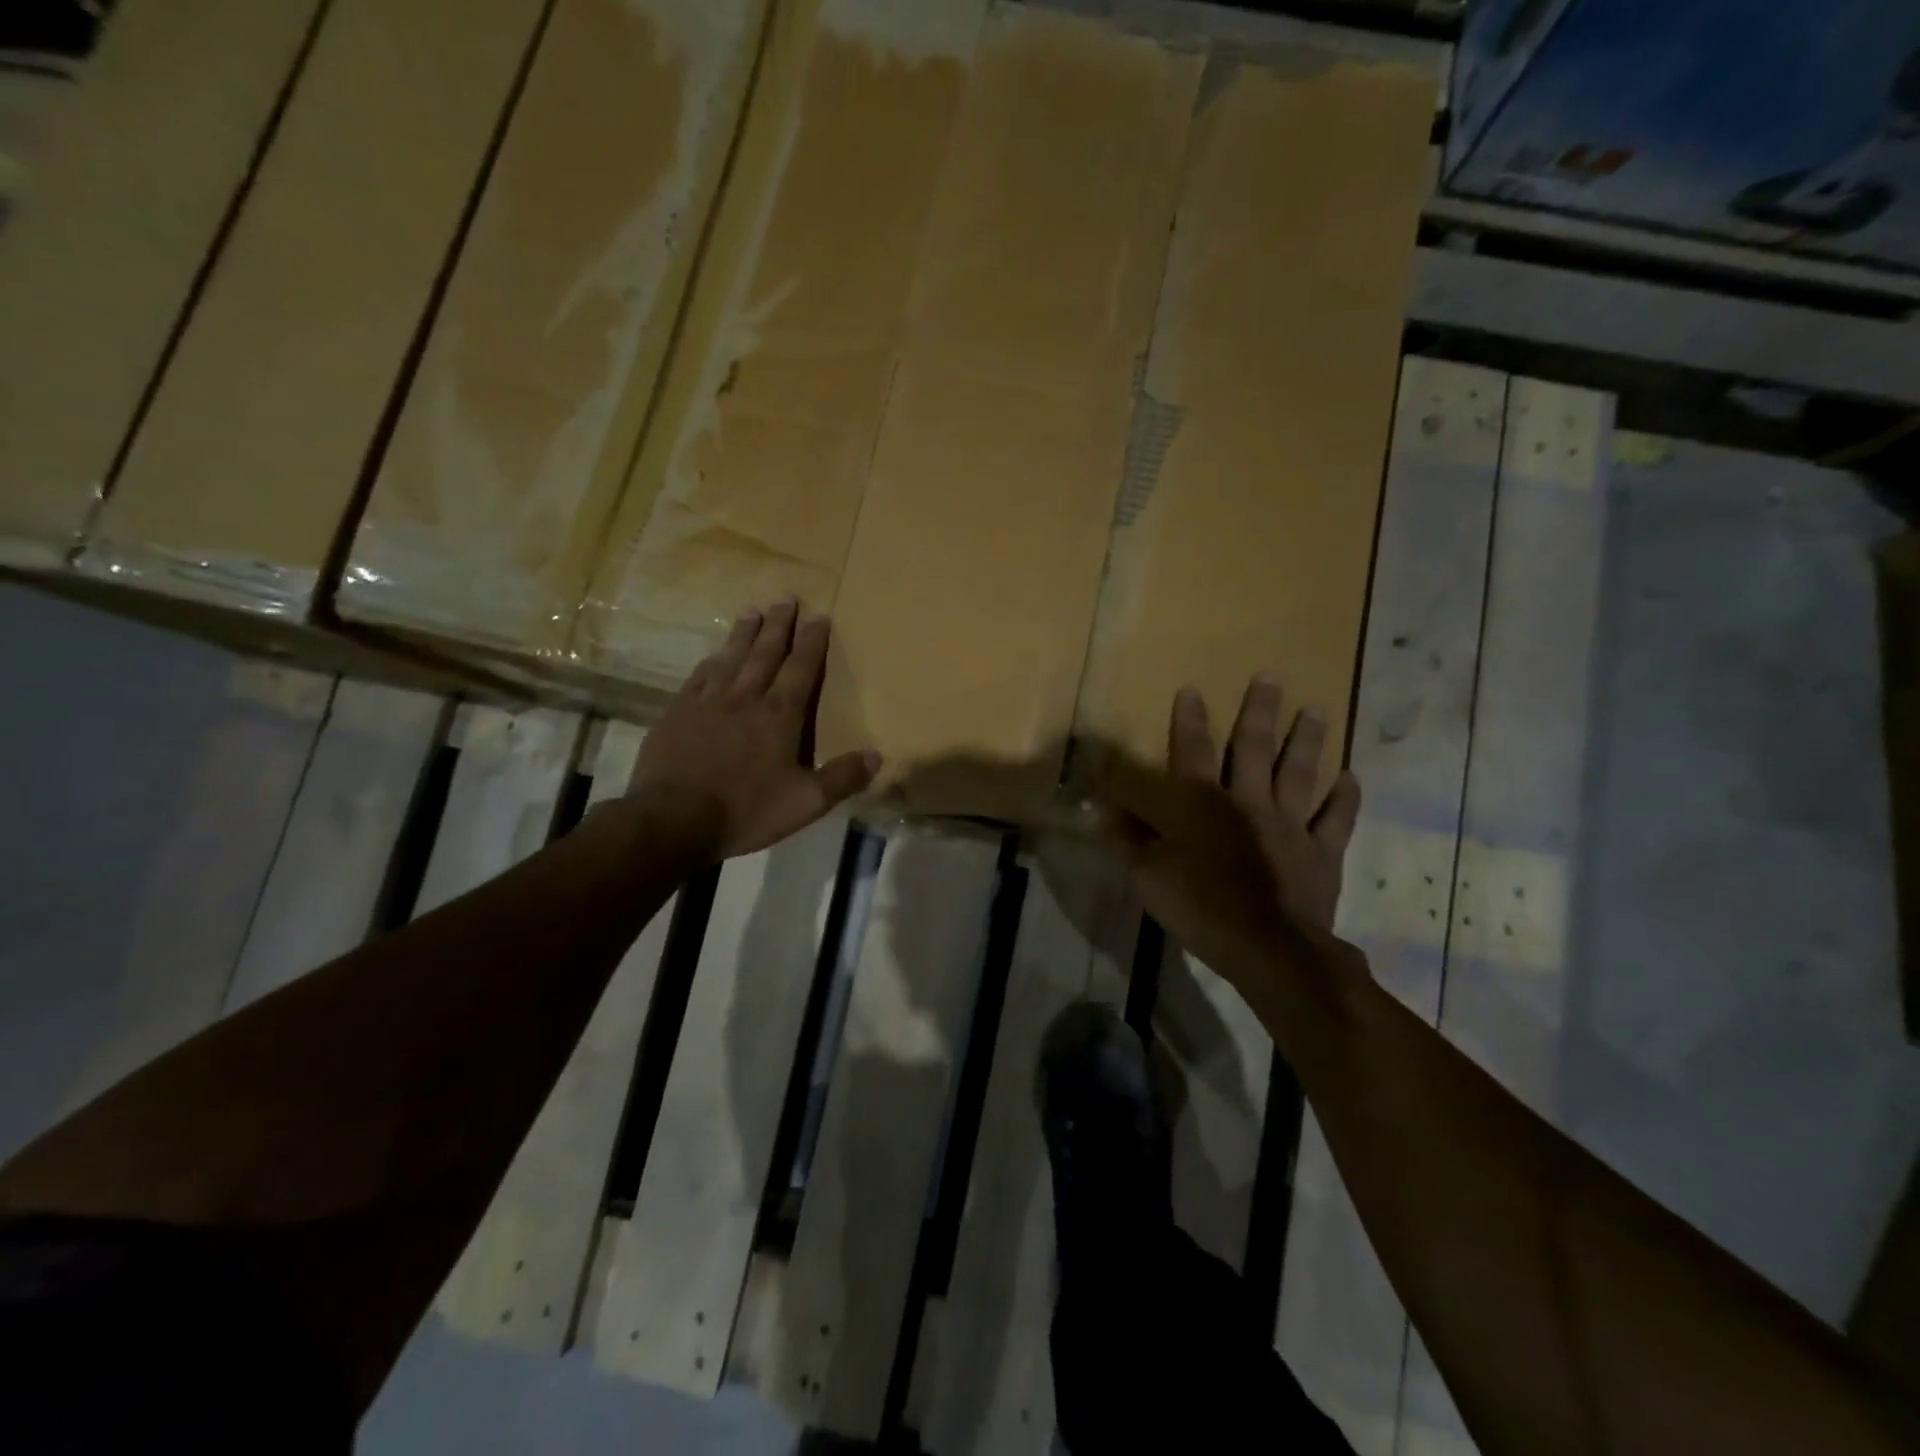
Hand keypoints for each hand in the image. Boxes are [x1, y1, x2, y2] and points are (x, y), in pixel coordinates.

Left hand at [627, 600, 879, 860]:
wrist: (674, 819)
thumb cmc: (746, 810)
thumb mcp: (805, 802)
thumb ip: (842, 778)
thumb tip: (877, 755)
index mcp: (780, 716)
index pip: (800, 669)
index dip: (811, 642)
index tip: (818, 616)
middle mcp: (746, 698)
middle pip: (766, 653)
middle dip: (779, 625)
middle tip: (786, 598)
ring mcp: (708, 702)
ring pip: (731, 658)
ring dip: (744, 633)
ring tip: (752, 610)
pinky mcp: (678, 713)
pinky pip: (699, 677)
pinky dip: (711, 662)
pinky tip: (713, 655)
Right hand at [1098, 675, 1361, 992]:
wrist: (1268, 948)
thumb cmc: (1200, 907)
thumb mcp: (1147, 876)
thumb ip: (1127, 839)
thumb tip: (1102, 811)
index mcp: (1203, 805)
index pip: (1192, 752)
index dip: (1189, 720)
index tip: (1192, 688)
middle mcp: (1249, 802)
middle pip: (1254, 749)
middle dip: (1259, 712)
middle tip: (1270, 679)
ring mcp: (1290, 825)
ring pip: (1299, 773)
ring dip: (1307, 741)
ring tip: (1316, 710)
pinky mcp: (1321, 853)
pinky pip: (1336, 820)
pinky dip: (1344, 799)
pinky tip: (1351, 778)